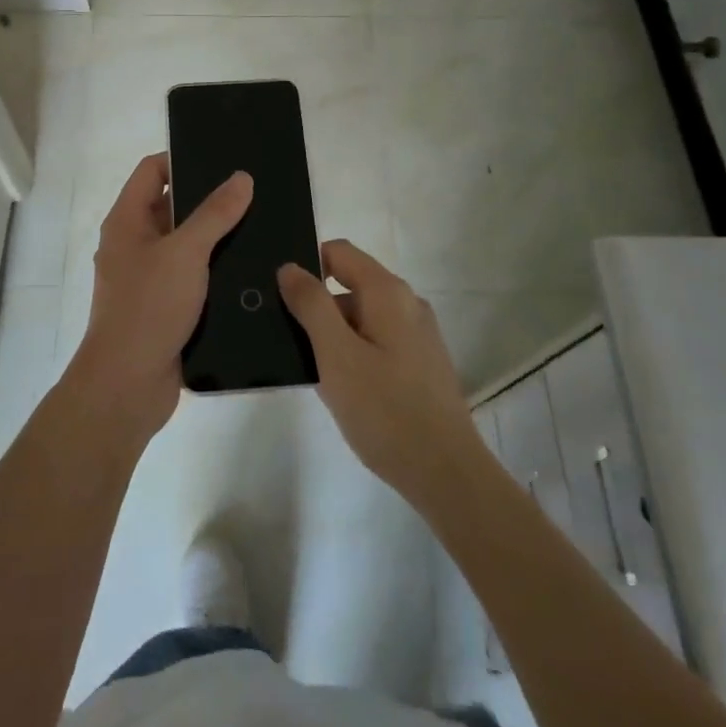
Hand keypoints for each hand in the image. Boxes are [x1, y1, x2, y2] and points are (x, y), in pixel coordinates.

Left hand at [64, 153, 251, 442]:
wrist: (127, 386)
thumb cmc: (148, 307)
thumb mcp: (185, 252)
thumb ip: (215, 213)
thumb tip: (241, 177)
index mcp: (127, 221)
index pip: (152, 171)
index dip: (183, 158)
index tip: (224, 158)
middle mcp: (134, 244)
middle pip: (172, 207)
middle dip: (209, 199)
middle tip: (254, 191)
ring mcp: (149, 278)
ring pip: (186, 245)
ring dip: (217, 237)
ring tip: (262, 224)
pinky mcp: (166, 307)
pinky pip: (193, 277)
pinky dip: (216, 271)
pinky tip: (251, 268)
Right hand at [278, 241, 484, 508]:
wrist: (446, 473)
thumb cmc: (385, 410)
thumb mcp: (336, 355)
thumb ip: (311, 305)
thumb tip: (290, 267)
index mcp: (387, 292)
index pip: (338, 252)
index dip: (306, 265)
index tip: (279, 295)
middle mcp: (407, 303)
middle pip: (350, 284)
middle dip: (316, 306)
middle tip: (287, 341)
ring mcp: (418, 334)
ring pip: (362, 317)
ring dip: (333, 335)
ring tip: (308, 369)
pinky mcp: (421, 363)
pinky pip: (377, 341)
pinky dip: (354, 353)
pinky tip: (340, 388)